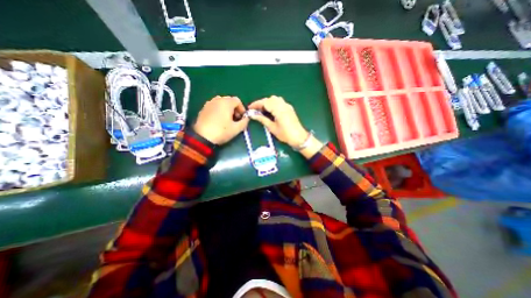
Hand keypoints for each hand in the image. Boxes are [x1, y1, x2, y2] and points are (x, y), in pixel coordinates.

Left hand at [194, 95, 248, 144]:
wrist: (202, 137)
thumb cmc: (221, 131)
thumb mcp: (236, 129)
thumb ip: (244, 122)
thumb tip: (247, 118)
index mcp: (226, 102)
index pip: (237, 100)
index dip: (242, 109)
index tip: (242, 117)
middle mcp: (217, 100)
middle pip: (229, 100)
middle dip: (234, 109)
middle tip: (235, 119)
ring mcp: (209, 103)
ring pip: (221, 103)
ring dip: (226, 109)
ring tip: (227, 119)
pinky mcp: (203, 108)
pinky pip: (214, 106)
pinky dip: (219, 110)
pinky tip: (218, 120)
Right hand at [249, 96, 311, 146]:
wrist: (299, 137)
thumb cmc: (285, 134)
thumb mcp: (272, 128)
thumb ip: (262, 119)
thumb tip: (253, 115)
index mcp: (278, 109)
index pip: (265, 102)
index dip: (256, 104)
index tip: (250, 108)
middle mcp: (283, 105)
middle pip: (270, 99)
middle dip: (261, 103)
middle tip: (255, 110)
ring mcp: (287, 106)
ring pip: (275, 99)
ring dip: (267, 102)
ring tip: (262, 110)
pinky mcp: (289, 108)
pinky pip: (280, 102)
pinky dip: (273, 104)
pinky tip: (271, 111)